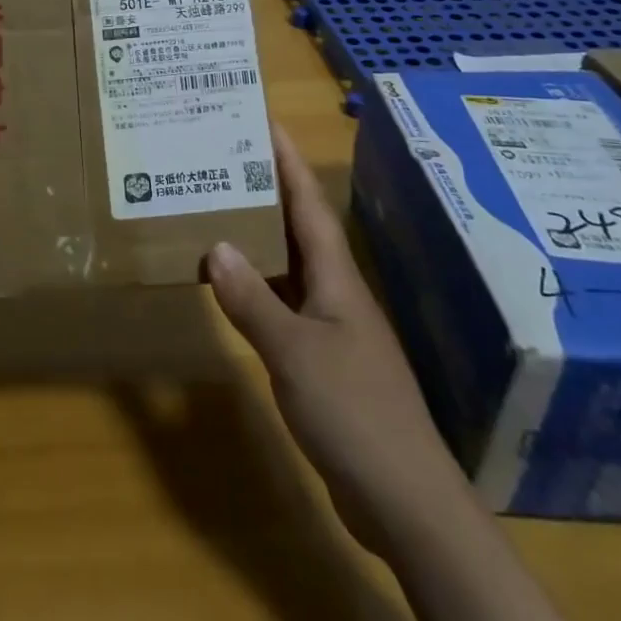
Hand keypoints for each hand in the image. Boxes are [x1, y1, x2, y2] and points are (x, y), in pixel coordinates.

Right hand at [207, 123, 460, 553]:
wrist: (405, 499)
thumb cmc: (353, 412)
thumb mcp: (294, 353)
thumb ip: (253, 300)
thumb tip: (215, 246)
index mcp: (336, 277)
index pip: (309, 204)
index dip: (288, 161)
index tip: (265, 121)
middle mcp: (337, 291)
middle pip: (300, 226)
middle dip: (268, 189)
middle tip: (226, 159)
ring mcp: (333, 326)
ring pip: (292, 265)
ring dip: (260, 237)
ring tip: (219, 210)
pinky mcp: (325, 359)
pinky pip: (285, 304)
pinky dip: (259, 287)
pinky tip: (233, 288)